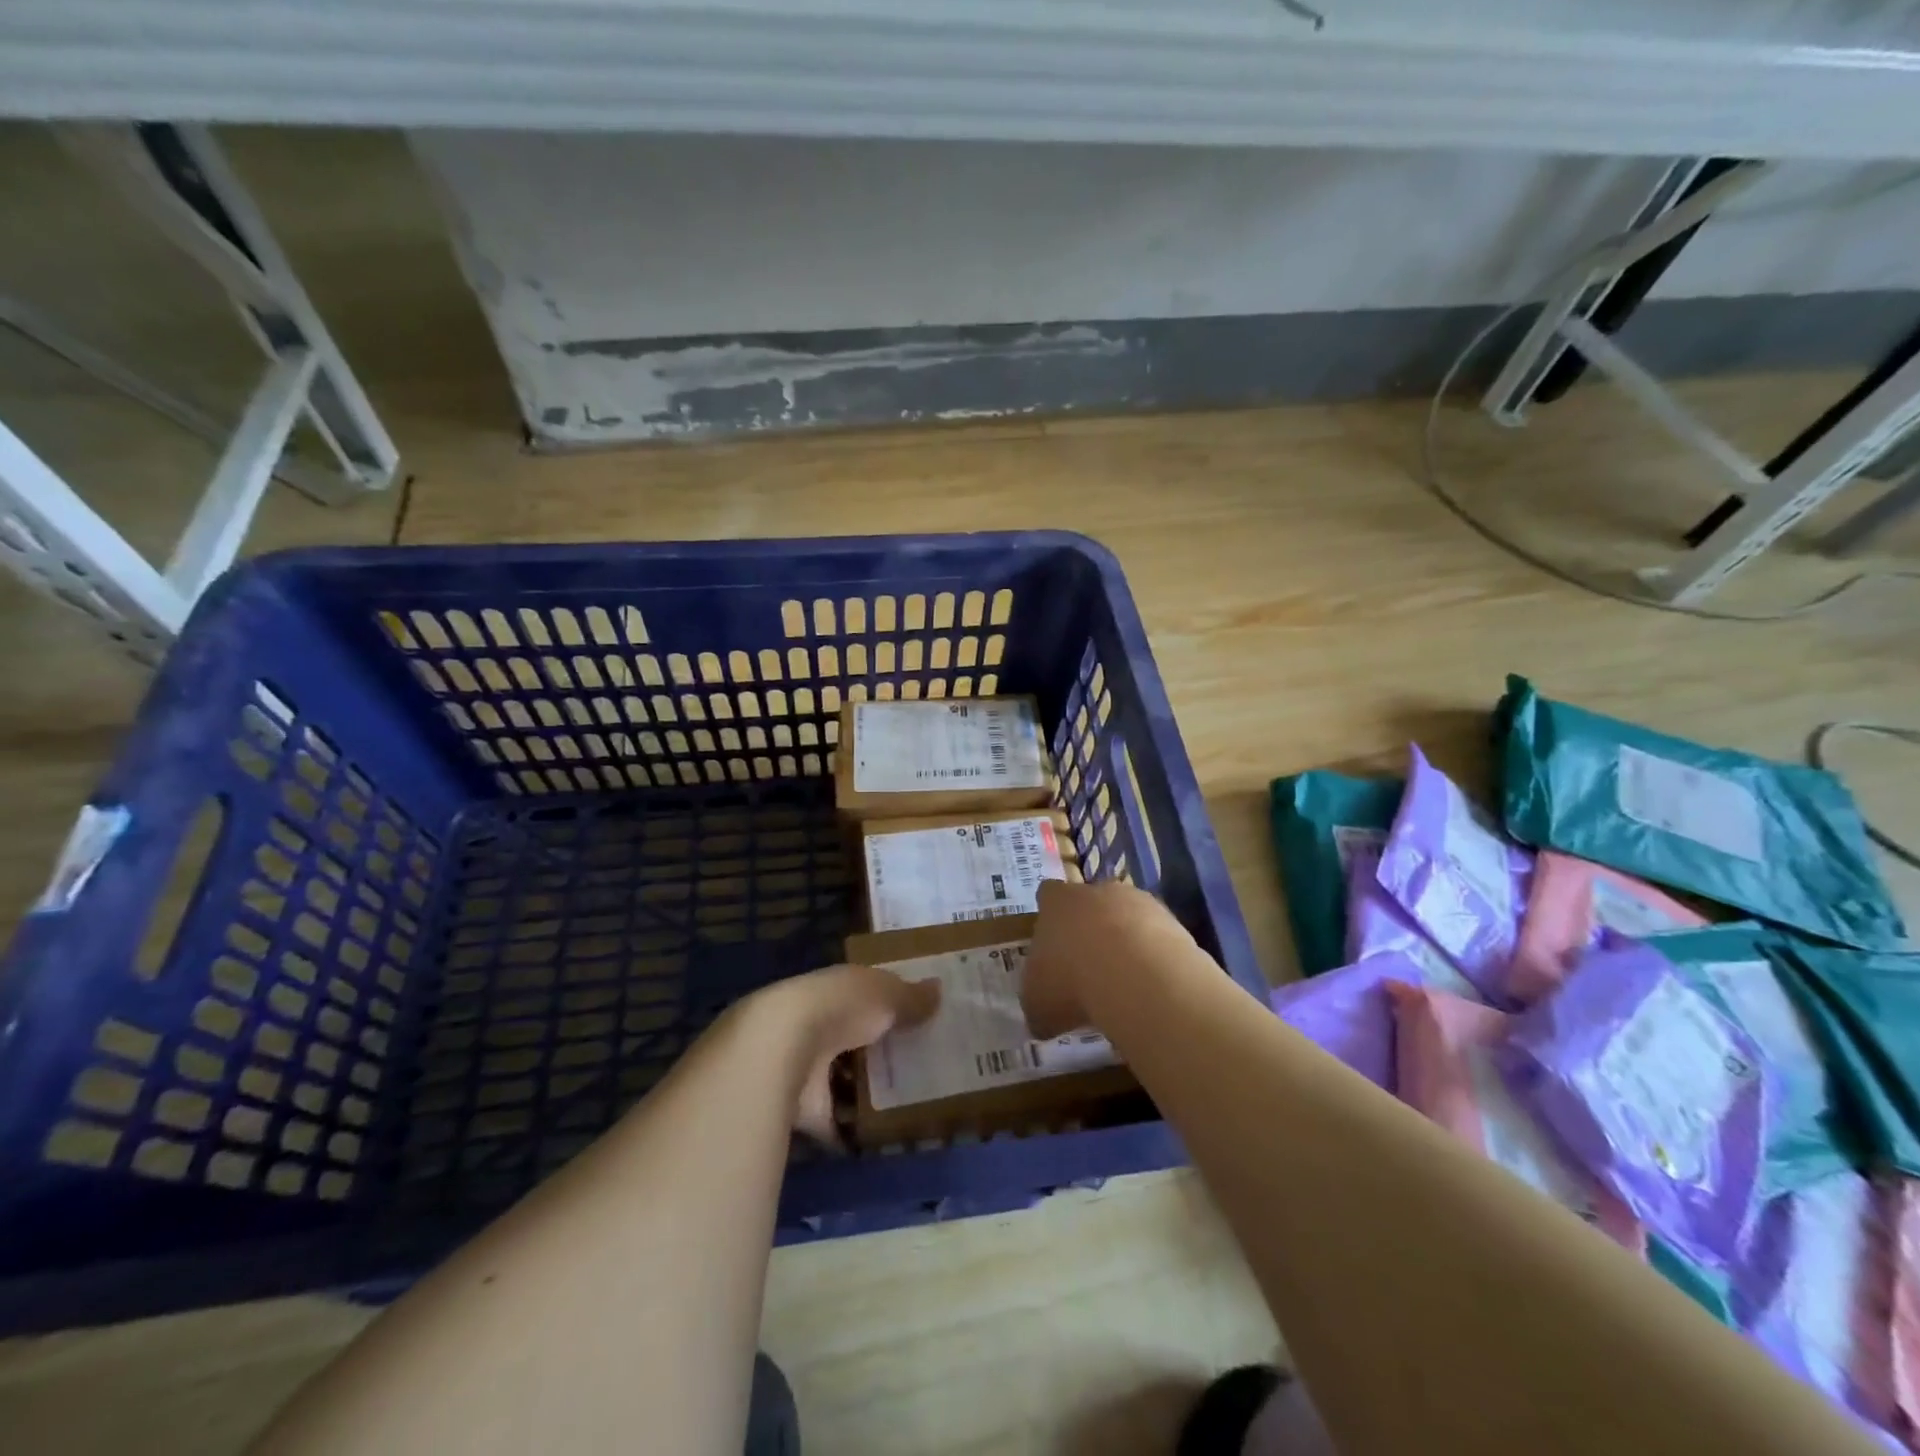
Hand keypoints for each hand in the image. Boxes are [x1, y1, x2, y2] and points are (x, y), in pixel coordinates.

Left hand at [756, 964, 939, 1145]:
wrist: (784, 1049)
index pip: (864, 996)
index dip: (888, 1006)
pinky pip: (834, 1122)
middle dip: (877, 1052)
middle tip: (919, 1067)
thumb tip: (940, 989)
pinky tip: (882, 1140)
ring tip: (909, 1106)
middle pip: (853, 1039)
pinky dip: (851, 1132)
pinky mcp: (803, 1109)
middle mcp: (817, 1024)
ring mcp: (807, 1067)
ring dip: (863, 1092)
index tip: (917, 1020)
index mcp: (836, 990)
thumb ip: (912, 996)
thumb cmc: (841, 1007)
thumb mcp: (886, 994)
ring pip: (841, 1079)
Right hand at [1023, 878, 1194, 1039]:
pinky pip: (1156, 936)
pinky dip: (1153, 957)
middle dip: (1089, 929)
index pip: (1048, 895)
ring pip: (1127, 917)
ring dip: (1125, 942)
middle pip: (1090, 902)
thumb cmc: (1072, 981)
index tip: (1051, 941)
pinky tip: (1150, 986)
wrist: (1136, 975)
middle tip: (1087, 967)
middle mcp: (1096, 891)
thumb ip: (1037, 1002)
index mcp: (1057, 902)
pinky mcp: (1172, 920)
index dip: (1049, 916)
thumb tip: (1042, 1016)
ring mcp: (1138, 902)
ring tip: (1124, 982)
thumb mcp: (1037, 1003)